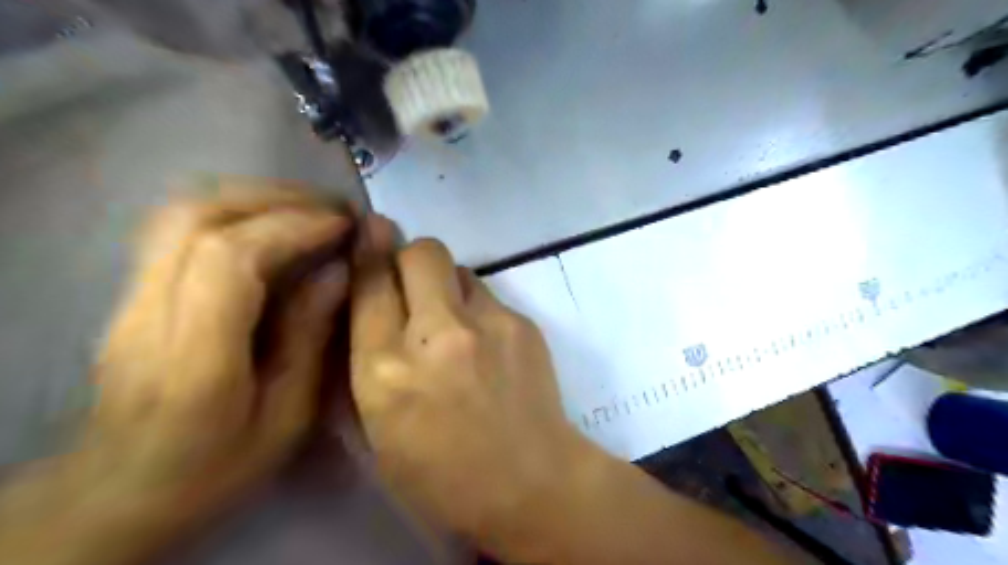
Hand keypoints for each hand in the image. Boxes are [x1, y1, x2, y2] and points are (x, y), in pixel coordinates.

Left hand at [13, 186, 389, 564]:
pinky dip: (233, 210)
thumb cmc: (217, 465)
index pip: (231, 259)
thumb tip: (338, 271)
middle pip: (198, 217)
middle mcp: (148, 313)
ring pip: (181, 211)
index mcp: (194, 358)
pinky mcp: (131, 290)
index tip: (345, 225)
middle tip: (335, 208)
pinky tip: (271, 224)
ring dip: (254, 197)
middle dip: (277, 199)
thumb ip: (311, 339)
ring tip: (310, 209)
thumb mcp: (286, 416)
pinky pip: (177, 226)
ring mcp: (129, 297)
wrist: (119, 490)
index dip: (293, 227)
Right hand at [351, 238, 595, 556]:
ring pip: (458, 268)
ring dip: (446, 285)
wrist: (532, 483)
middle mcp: (437, 335)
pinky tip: (486, 344)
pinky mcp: (522, 323)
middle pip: (421, 252)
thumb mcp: (379, 431)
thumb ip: (368, 361)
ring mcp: (487, 324)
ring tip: (453, 322)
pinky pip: (488, 294)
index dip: (367, 253)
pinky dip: (477, 308)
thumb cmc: (443, 475)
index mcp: (386, 372)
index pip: (369, 285)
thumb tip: (372, 306)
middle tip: (412, 282)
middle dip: (409, 256)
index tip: (369, 232)